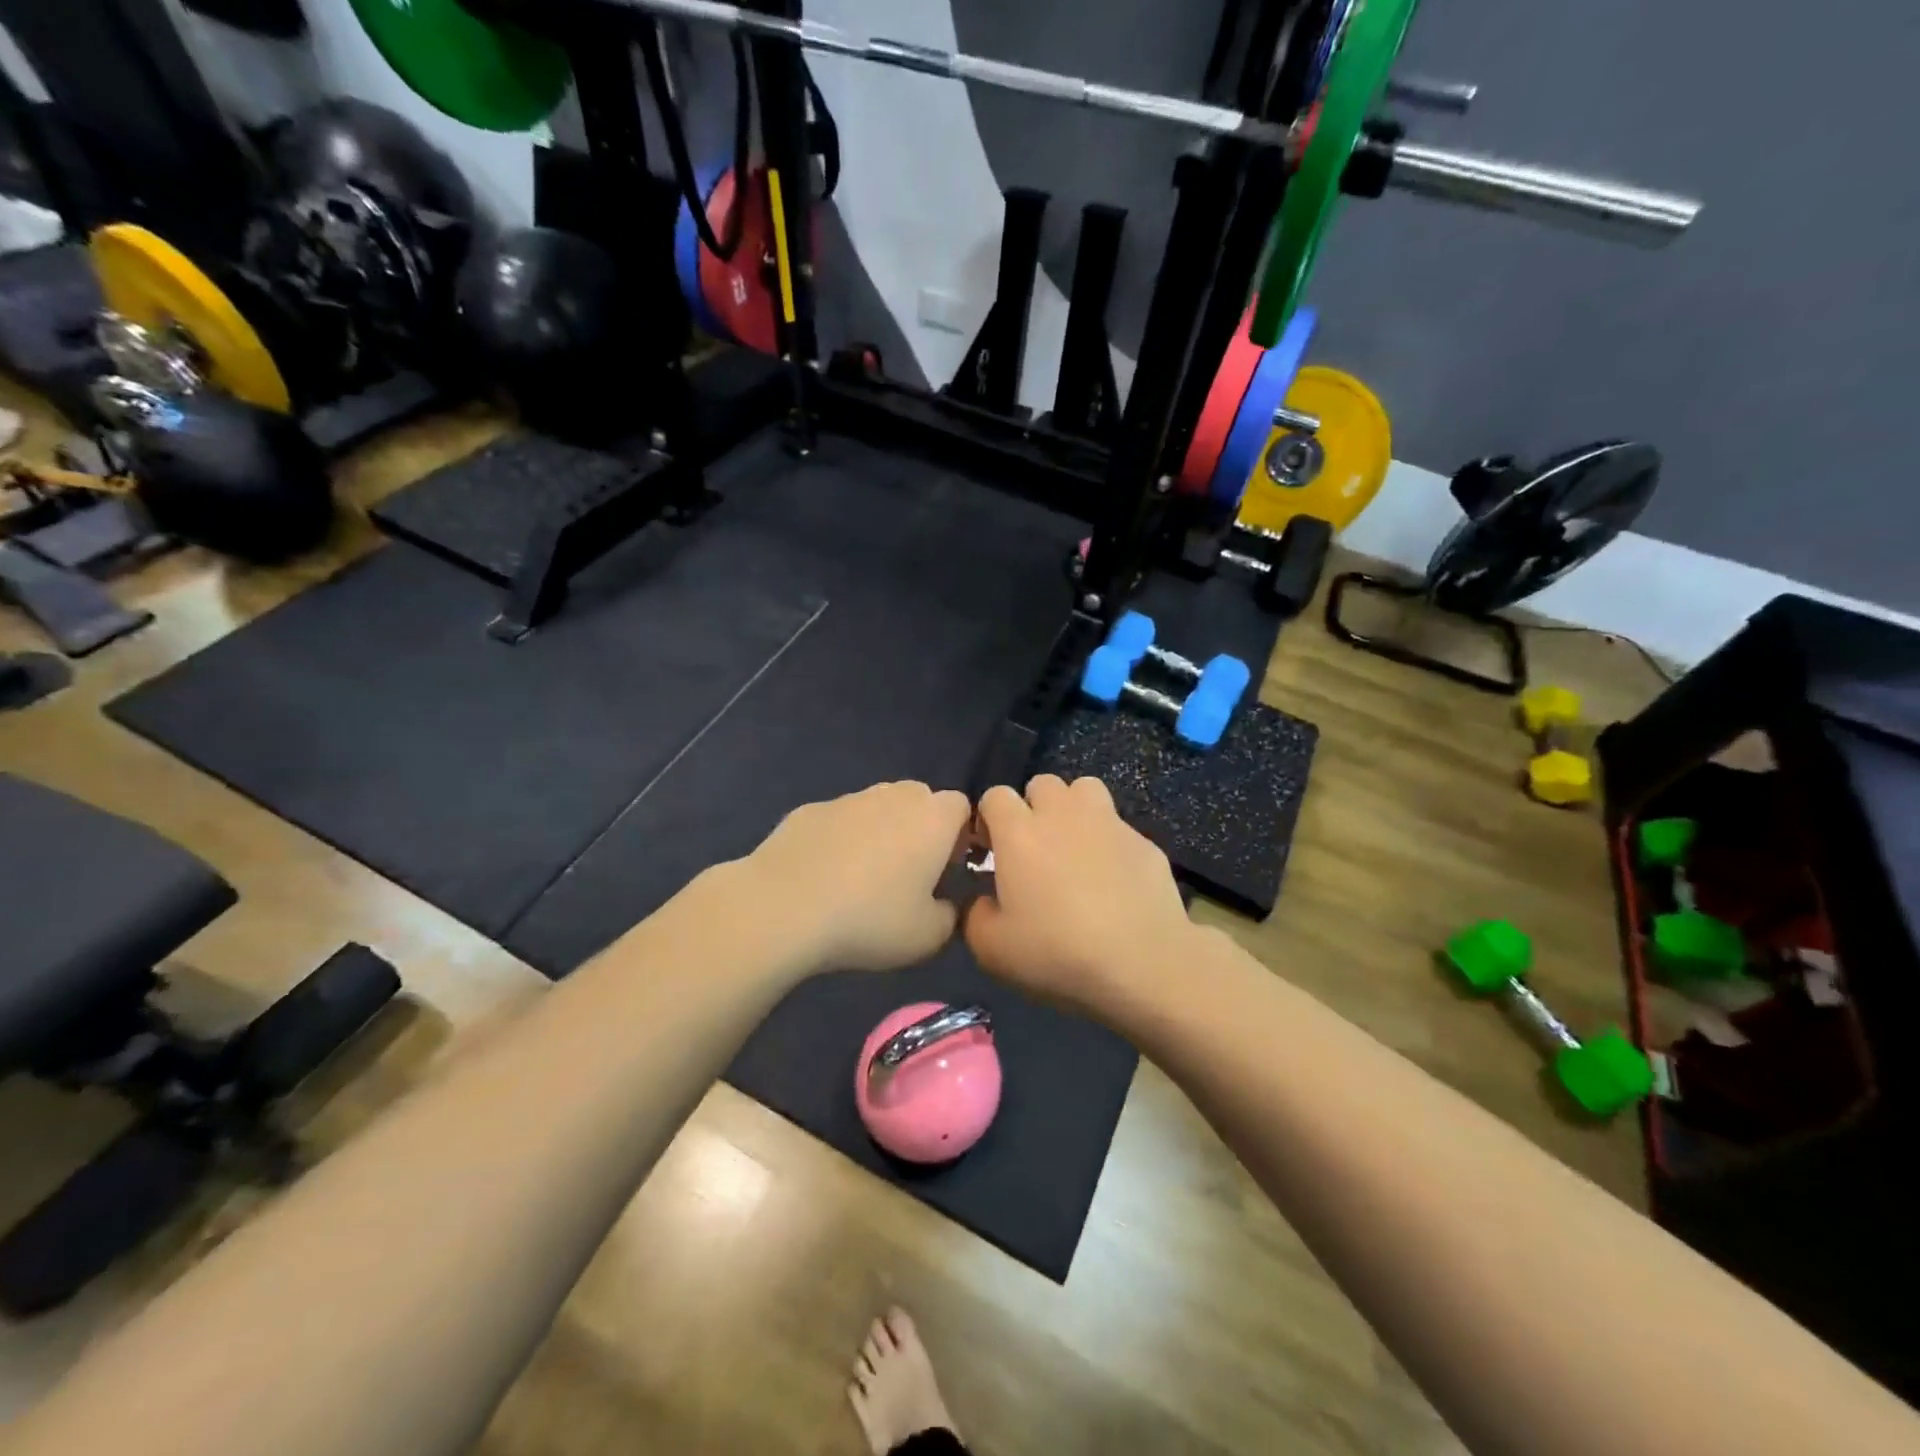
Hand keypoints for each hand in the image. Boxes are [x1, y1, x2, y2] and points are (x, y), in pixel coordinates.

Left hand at [738, 781, 972, 973]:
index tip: (947, 869)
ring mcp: (848, 799)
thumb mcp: (928, 937)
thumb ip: (950, 916)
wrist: (782, 908)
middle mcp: (894, 796)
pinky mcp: (809, 810)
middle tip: (909, 872)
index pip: (962, 807)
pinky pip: (838, 821)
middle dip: (920, 828)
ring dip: (879, 832)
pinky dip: (839, 840)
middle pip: (919, 799)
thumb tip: (943, 904)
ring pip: (877, 806)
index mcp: (933, 819)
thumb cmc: (869, 920)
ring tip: (862, 877)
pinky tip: (823, 877)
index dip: (959, 835)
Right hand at [964, 775, 1194, 1011]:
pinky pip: (1118, 827)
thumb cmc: (1057, 952)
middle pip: (1041, 784)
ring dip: (1073, 809)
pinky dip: (1109, 842)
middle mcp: (1062, 815)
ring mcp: (1108, 823)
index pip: (995, 796)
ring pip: (1084, 789)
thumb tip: (984, 901)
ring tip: (1074, 845)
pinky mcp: (1144, 841)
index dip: (989, 819)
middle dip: (1032, 807)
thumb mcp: (992, 949)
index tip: (991, 850)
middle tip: (1034, 848)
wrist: (1142, 963)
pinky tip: (1113, 878)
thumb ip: (975, 915)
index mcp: (1019, 833)